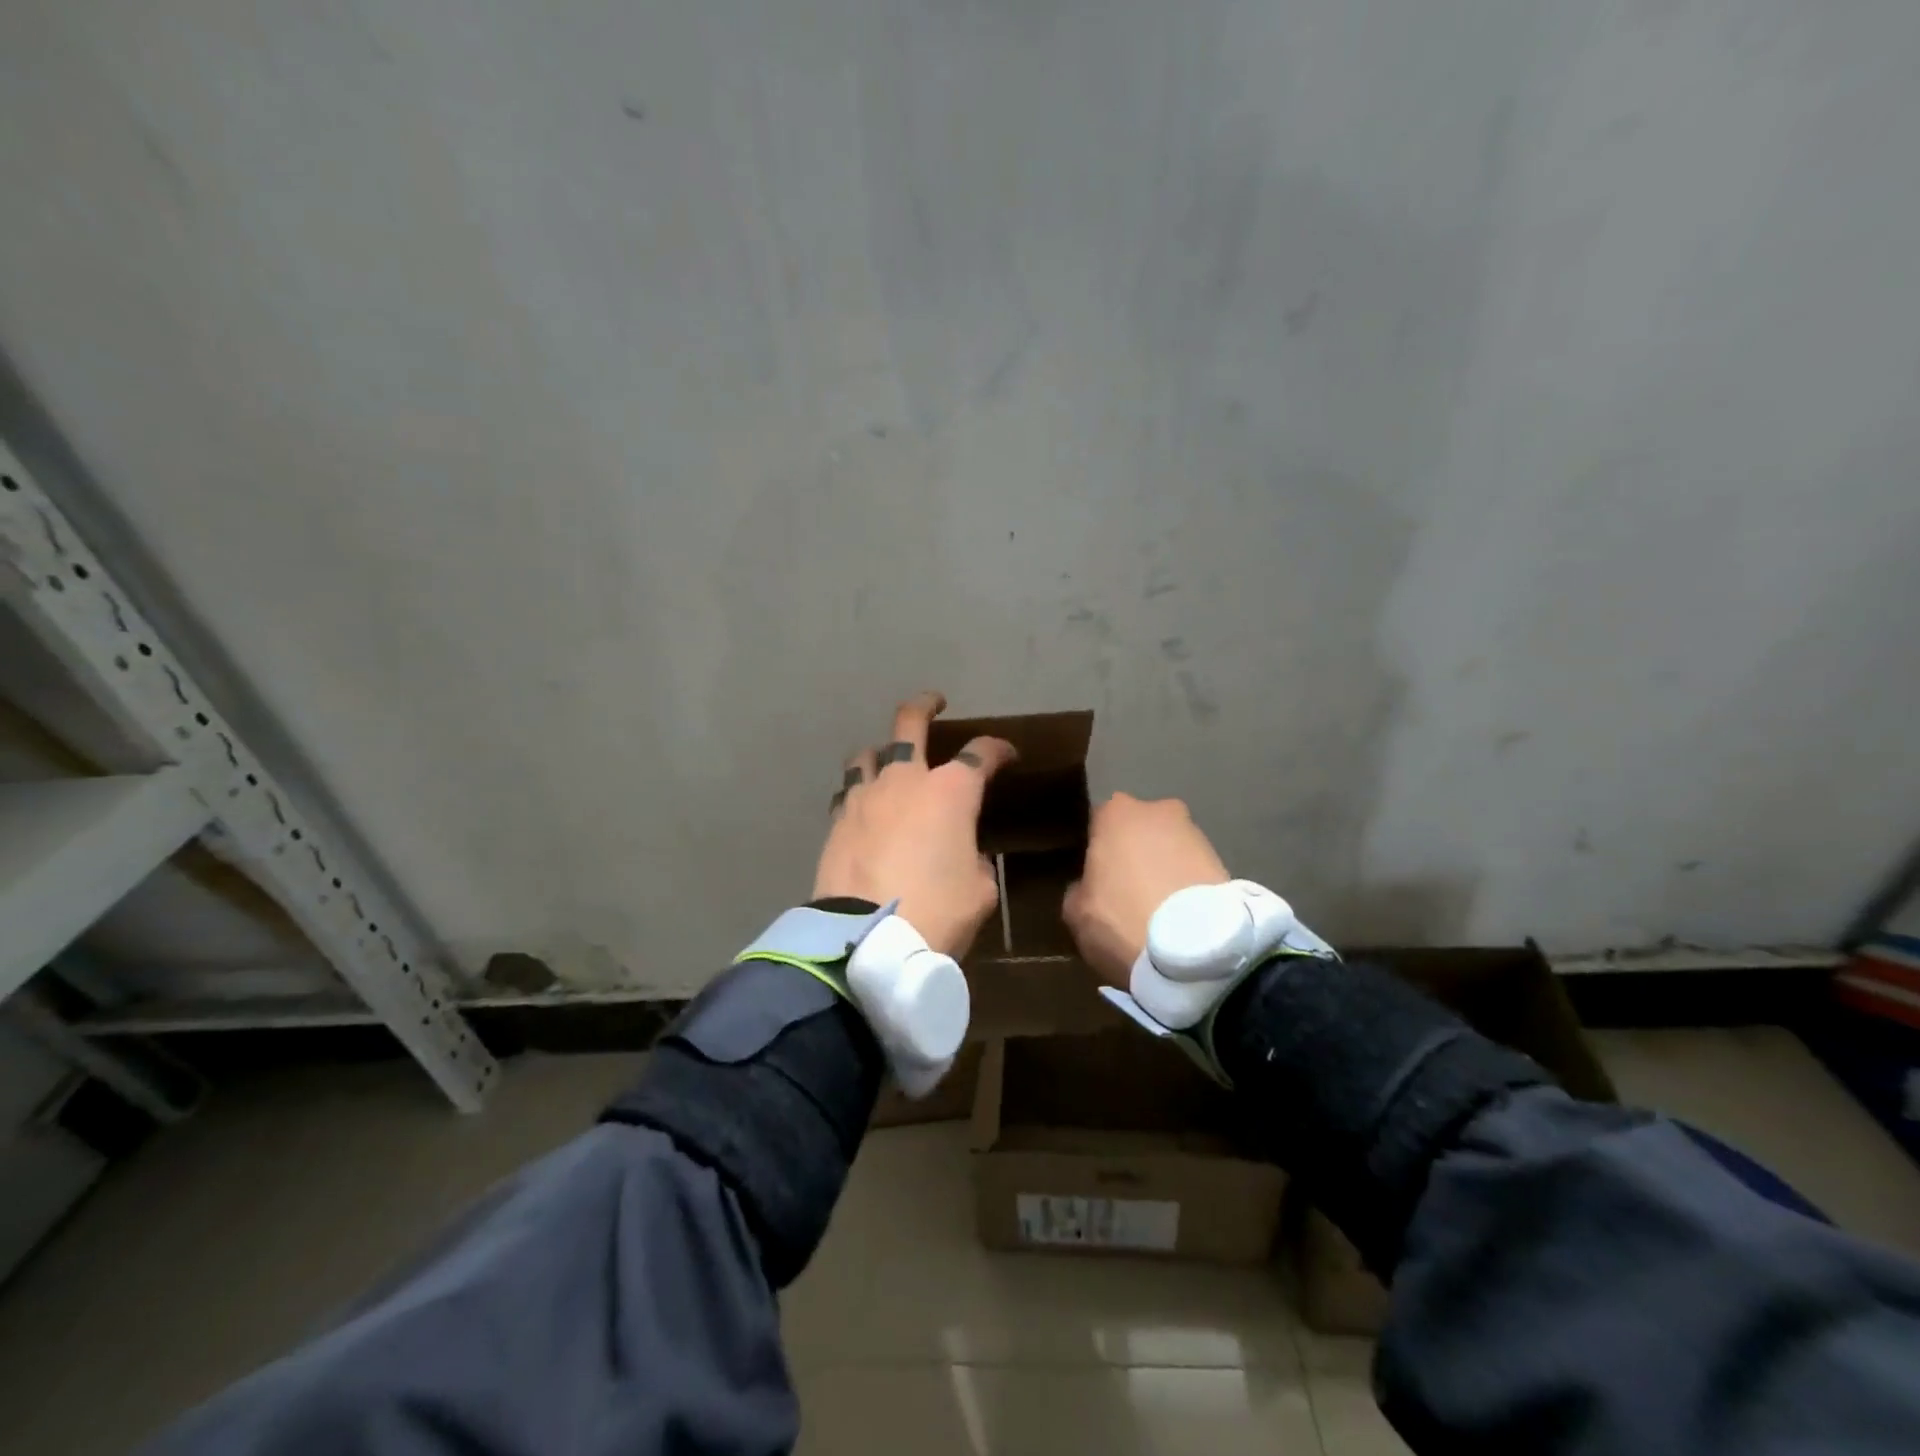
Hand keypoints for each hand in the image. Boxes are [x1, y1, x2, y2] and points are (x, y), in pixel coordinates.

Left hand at [813, 692, 1016, 959]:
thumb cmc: (938, 911)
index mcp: (951, 792)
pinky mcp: (838, 820)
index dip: (999, 750)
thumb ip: (976, 861)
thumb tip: (965, 855)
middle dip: (925, 706)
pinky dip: (860, 790)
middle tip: (934, 703)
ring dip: (881, 749)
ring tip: (887, 758)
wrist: (869, 939)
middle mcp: (906, 780)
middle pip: (910, 723)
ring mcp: (866, 796)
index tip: (1008, 755)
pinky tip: (864, 805)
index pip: (981, 754)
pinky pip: (848, 791)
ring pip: (867, 752)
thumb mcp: (980, 890)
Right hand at [1063, 793, 1229, 987]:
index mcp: (1115, 813)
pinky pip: (1192, 870)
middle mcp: (1157, 810)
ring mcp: (1195, 832)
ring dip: (1163, 869)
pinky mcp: (1224, 859)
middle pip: (1137, 830)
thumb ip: (1079, 889)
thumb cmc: (1122, 919)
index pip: (1096, 823)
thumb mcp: (1076, 911)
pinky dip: (1186, 886)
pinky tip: (1181, 915)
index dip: (1094, 851)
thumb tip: (1089, 887)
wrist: (1197, 950)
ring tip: (1158, 908)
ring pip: (1168, 848)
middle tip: (1126, 891)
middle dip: (1133, 853)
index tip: (1093, 878)